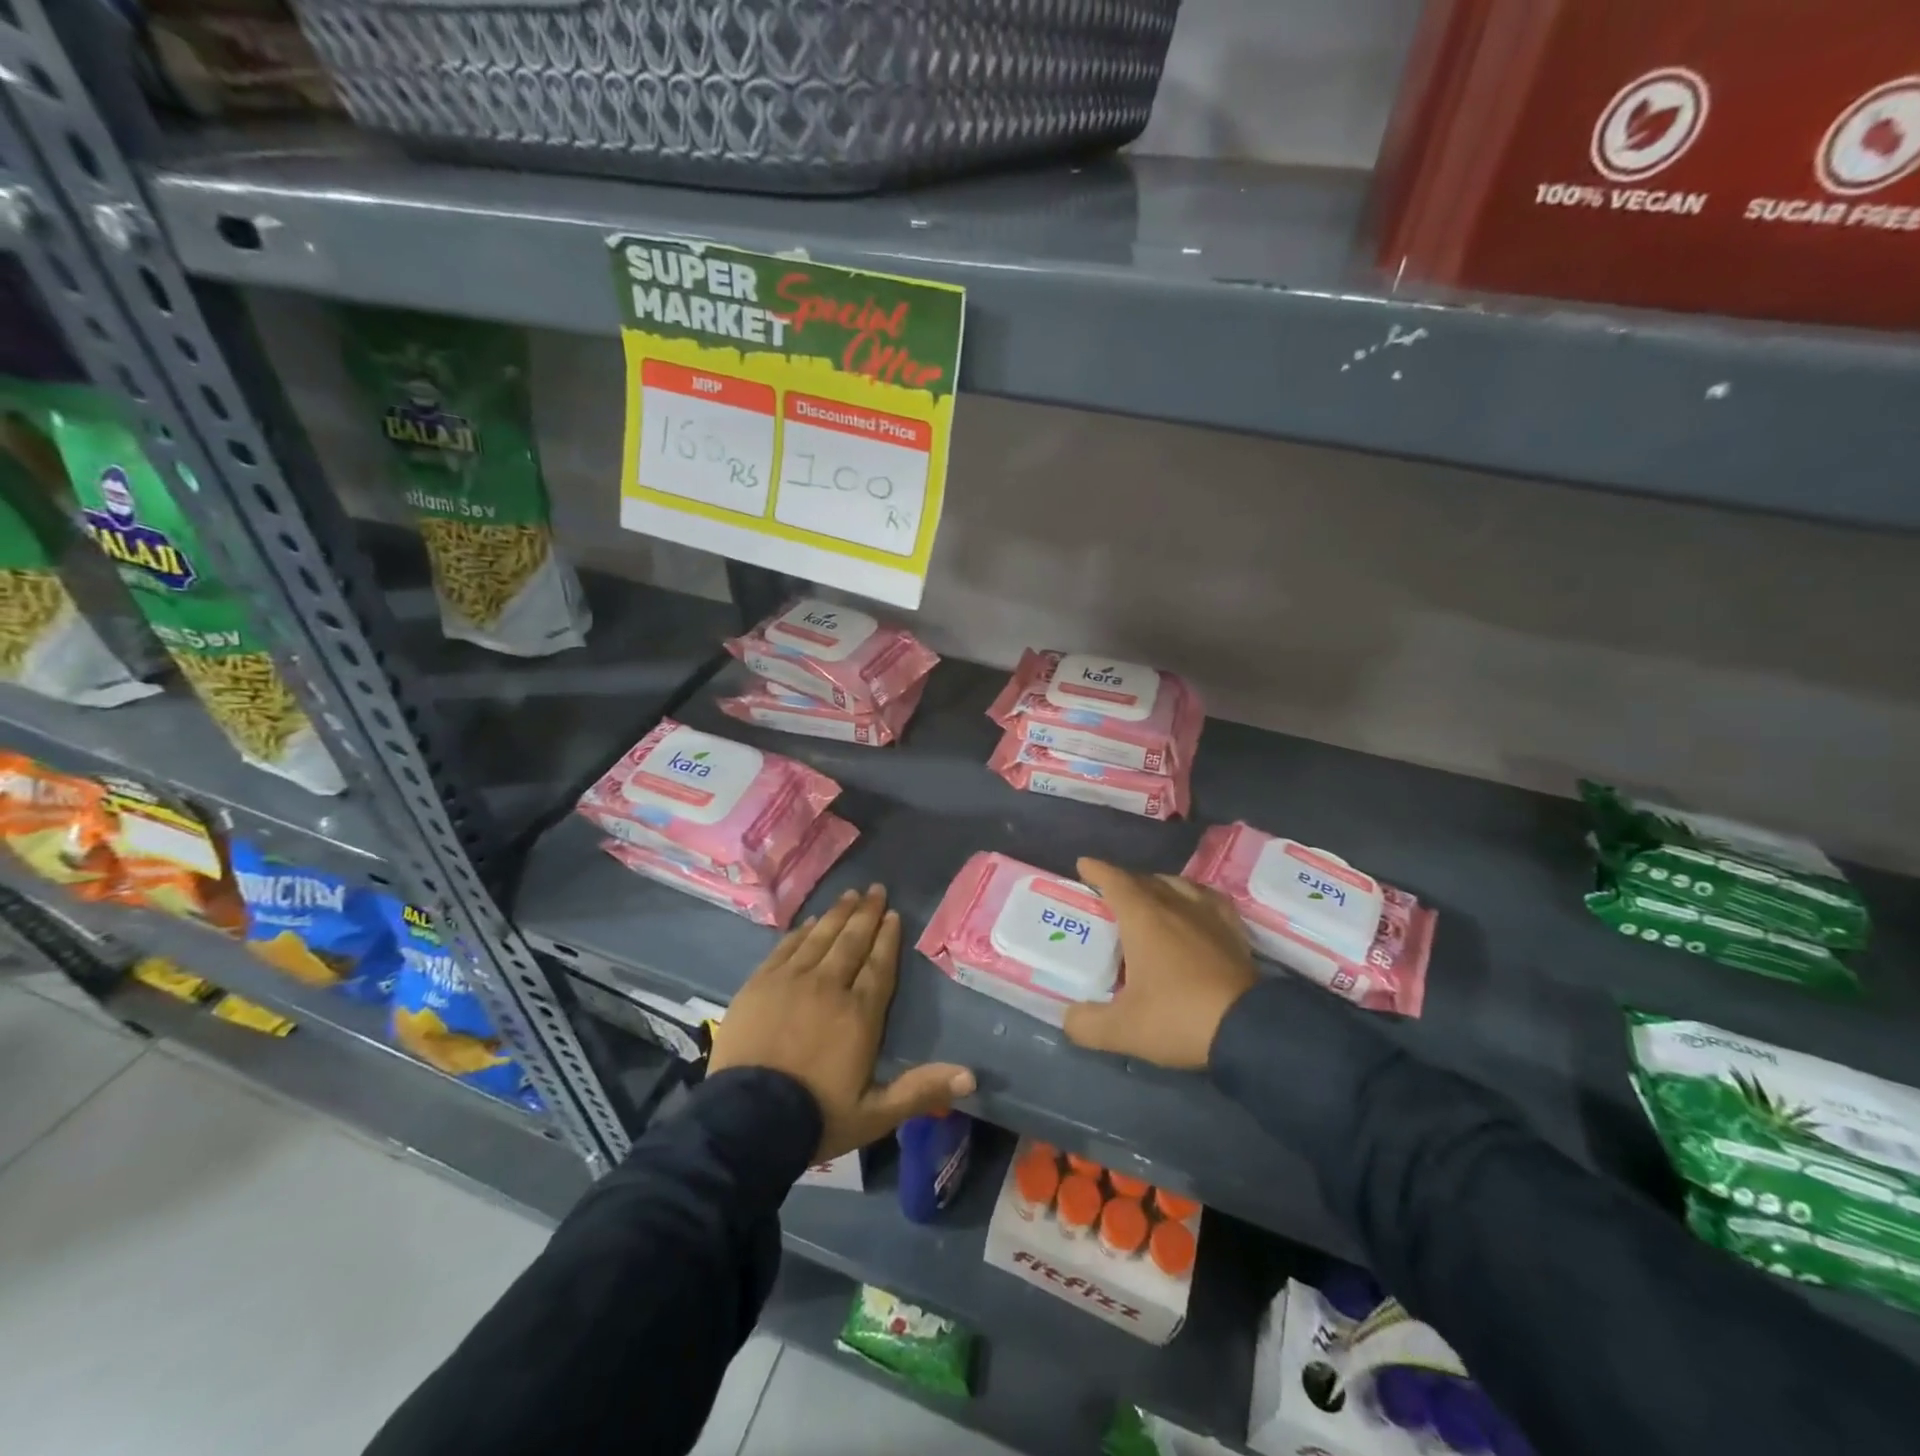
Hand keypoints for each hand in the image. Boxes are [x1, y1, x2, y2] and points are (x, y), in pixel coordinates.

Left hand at [708, 885, 975, 1160]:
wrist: (746, 1122)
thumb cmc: (816, 1117)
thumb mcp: (875, 1115)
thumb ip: (921, 1090)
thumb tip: (971, 1076)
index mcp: (859, 1014)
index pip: (879, 966)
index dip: (887, 938)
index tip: (894, 914)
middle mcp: (828, 987)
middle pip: (851, 942)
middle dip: (866, 914)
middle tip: (876, 889)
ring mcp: (790, 982)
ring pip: (820, 938)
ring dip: (837, 914)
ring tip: (850, 894)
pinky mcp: (759, 985)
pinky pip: (785, 948)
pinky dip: (801, 932)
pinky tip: (810, 922)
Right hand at [1062, 858, 1258, 1069]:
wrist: (1249, 1030)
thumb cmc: (1177, 1017)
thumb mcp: (1122, 1029)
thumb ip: (1086, 1024)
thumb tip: (1069, 1018)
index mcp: (1143, 917)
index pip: (1115, 881)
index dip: (1097, 871)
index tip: (1084, 864)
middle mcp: (1175, 905)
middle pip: (1145, 880)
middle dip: (1124, 881)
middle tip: (1110, 894)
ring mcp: (1208, 915)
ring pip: (1178, 885)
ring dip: (1158, 886)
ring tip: (1149, 898)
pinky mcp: (1234, 931)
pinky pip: (1209, 900)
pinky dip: (1193, 897)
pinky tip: (1194, 909)